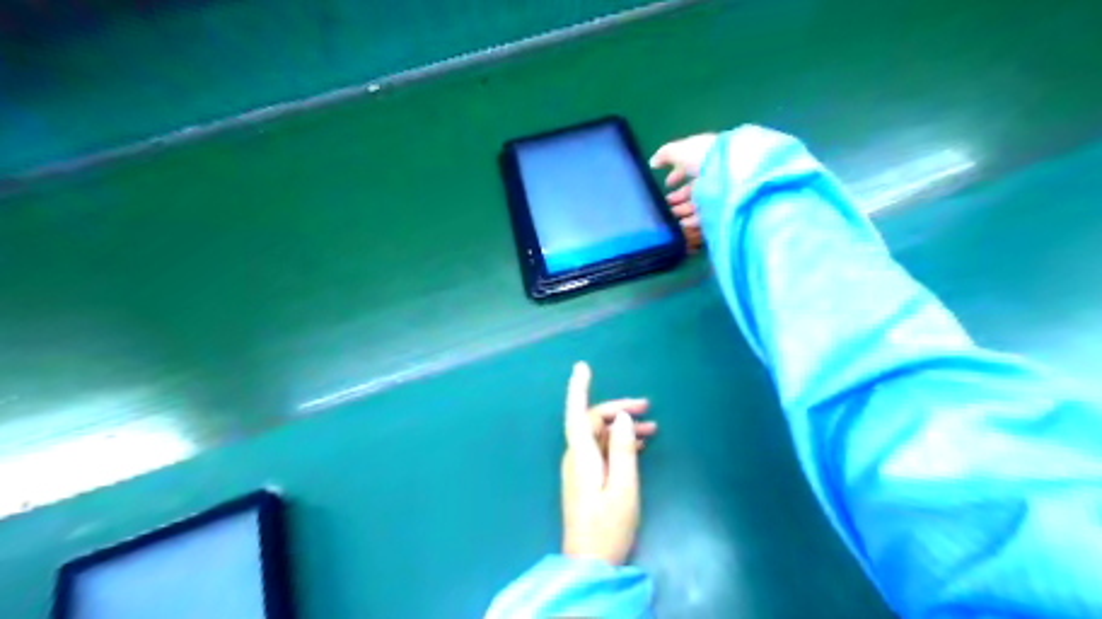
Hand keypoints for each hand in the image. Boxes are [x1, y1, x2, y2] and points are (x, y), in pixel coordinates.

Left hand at [560, 360, 652, 566]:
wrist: (589, 563)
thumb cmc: (608, 526)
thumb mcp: (624, 487)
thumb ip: (622, 450)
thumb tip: (621, 417)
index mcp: (582, 456)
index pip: (577, 413)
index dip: (579, 388)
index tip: (583, 367)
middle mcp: (576, 457)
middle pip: (592, 422)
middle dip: (617, 410)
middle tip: (647, 408)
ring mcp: (579, 468)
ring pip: (598, 436)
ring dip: (620, 428)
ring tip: (651, 429)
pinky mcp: (585, 479)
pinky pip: (600, 450)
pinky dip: (617, 443)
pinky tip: (637, 446)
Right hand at [648, 132, 719, 251]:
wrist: (731, 172)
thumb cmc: (703, 157)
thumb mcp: (680, 150)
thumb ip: (664, 155)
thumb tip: (652, 162)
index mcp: (705, 158)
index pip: (689, 167)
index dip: (676, 175)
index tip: (666, 184)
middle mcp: (712, 175)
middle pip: (693, 188)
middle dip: (678, 196)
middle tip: (665, 204)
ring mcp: (718, 193)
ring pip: (697, 203)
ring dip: (682, 209)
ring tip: (670, 216)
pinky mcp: (720, 209)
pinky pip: (705, 216)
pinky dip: (692, 220)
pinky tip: (681, 224)